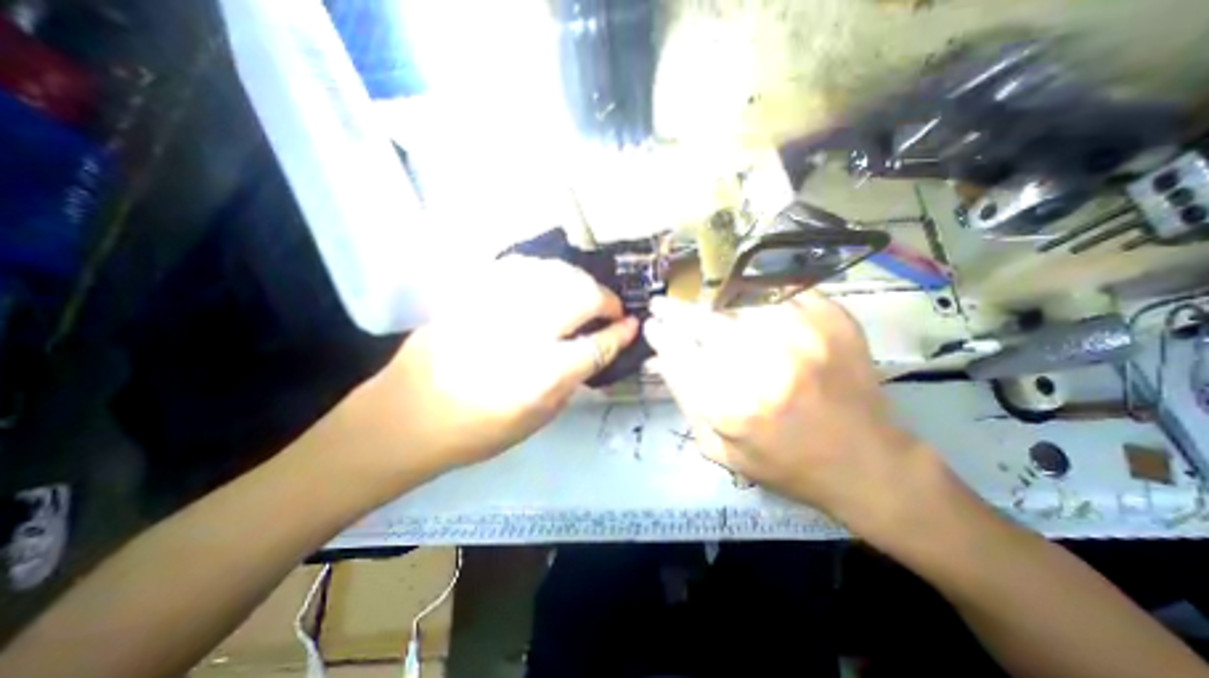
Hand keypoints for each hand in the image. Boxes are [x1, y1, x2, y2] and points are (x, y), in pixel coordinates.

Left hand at [332, 255, 632, 481]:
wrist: (406, 416)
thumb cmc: (476, 430)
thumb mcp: (538, 418)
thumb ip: (572, 379)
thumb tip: (596, 348)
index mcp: (540, 375)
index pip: (596, 345)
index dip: (620, 333)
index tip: (632, 324)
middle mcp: (521, 333)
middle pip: (579, 295)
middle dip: (604, 299)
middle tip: (609, 309)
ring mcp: (493, 306)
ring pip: (553, 273)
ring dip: (578, 280)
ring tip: (583, 294)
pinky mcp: (471, 293)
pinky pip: (520, 266)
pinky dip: (544, 271)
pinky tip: (549, 282)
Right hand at [646, 294, 927, 526]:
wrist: (866, 462)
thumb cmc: (784, 462)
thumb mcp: (720, 449)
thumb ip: (686, 401)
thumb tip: (661, 358)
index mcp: (733, 407)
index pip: (679, 353)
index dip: (660, 334)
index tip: (652, 325)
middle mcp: (765, 367)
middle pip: (703, 322)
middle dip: (675, 311)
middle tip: (662, 304)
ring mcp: (803, 337)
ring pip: (737, 301)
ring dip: (712, 304)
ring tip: (703, 309)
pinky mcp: (832, 321)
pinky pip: (778, 292)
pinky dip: (754, 294)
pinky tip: (743, 303)